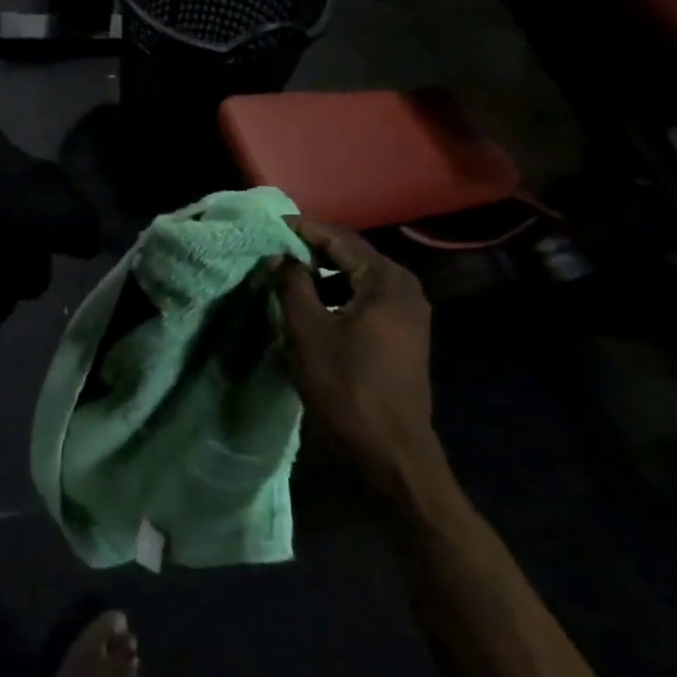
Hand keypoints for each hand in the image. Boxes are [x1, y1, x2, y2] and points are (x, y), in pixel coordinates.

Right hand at [275, 217, 443, 499]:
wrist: (390, 451)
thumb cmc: (347, 385)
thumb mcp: (307, 329)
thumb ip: (291, 283)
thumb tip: (280, 256)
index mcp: (386, 280)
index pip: (338, 238)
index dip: (301, 229)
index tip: (267, 226)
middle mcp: (404, 288)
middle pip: (350, 254)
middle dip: (310, 249)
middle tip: (273, 248)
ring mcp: (408, 312)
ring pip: (356, 277)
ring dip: (322, 273)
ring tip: (285, 275)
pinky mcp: (403, 333)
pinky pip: (364, 298)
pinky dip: (336, 294)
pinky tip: (310, 304)